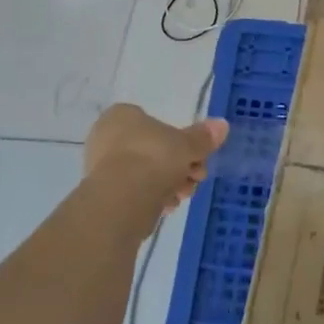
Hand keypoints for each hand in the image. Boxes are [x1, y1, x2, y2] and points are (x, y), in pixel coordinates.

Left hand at [84, 104, 228, 213]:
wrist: (122, 198)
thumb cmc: (154, 157)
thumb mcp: (187, 144)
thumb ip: (203, 137)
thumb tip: (222, 125)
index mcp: (122, 116)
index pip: (155, 124)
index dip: (179, 141)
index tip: (196, 156)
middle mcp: (106, 137)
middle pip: (153, 150)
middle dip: (178, 166)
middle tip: (196, 178)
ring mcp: (101, 168)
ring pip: (145, 173)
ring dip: (168, 184)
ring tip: (183, 195)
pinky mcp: (102, 196)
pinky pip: (135, 192)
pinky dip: (152, 198)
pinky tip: (166, 207)